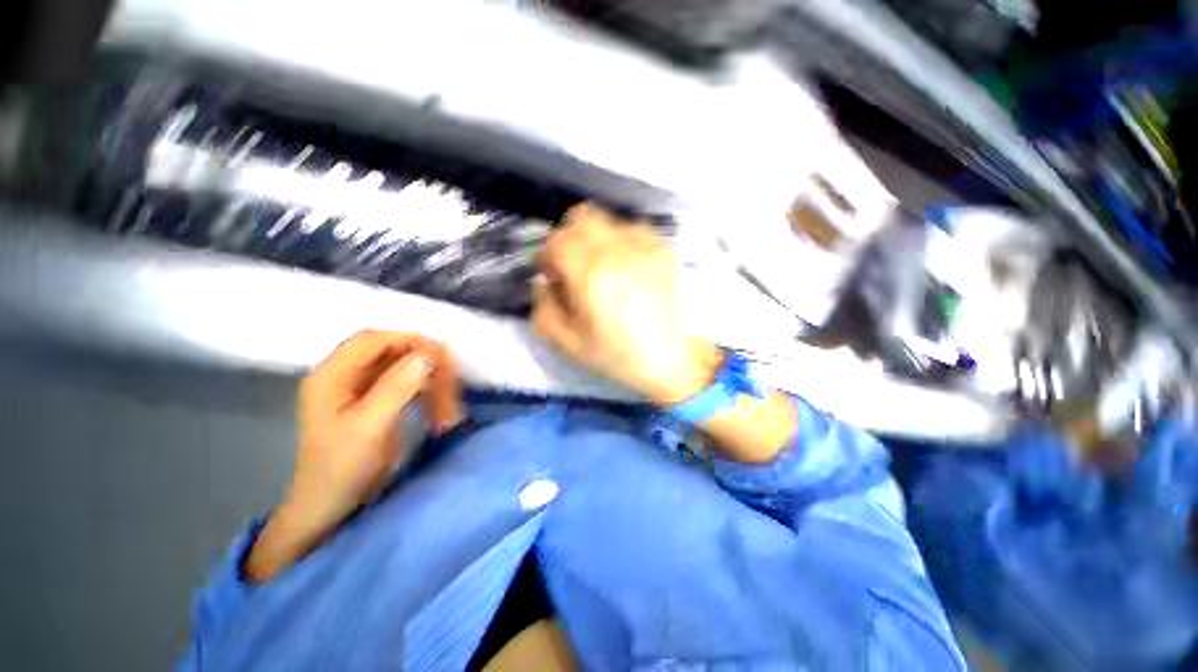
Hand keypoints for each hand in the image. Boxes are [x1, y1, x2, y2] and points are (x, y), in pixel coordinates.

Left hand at [245, 331, 462, 582]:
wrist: (328, 507)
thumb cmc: (342, 468)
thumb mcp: (370, 426)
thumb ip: (398, 386)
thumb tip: (429, 354)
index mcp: (331, 376)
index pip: (372, 340)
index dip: (408, 340)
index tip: (440, 354)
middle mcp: (342, 376)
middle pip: (388, 351)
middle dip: (421, 361)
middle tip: (449, 377)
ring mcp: (356, 389)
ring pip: (399, 368)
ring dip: (426, 378)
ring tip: (447, 397)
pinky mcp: (370, 402)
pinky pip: (402, 384)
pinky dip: (422, 390)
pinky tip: (436, 404)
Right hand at [533, 204, 722, 404]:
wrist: (672, 358)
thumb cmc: (618, 355)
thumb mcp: (568, 343)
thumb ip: (543, 308)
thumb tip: (543, 282)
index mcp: (591, 273)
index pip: (556, 240)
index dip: (547, 256)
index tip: (551, 274)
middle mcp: (618, 249)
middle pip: (580, 218)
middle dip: (568, 239)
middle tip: (572, 266)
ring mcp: (645, 245)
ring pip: (607, 221)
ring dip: (595, 239)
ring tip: (601, 268)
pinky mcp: (663, 248)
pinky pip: (633, 230)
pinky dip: (621, 242)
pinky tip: (626, 268)